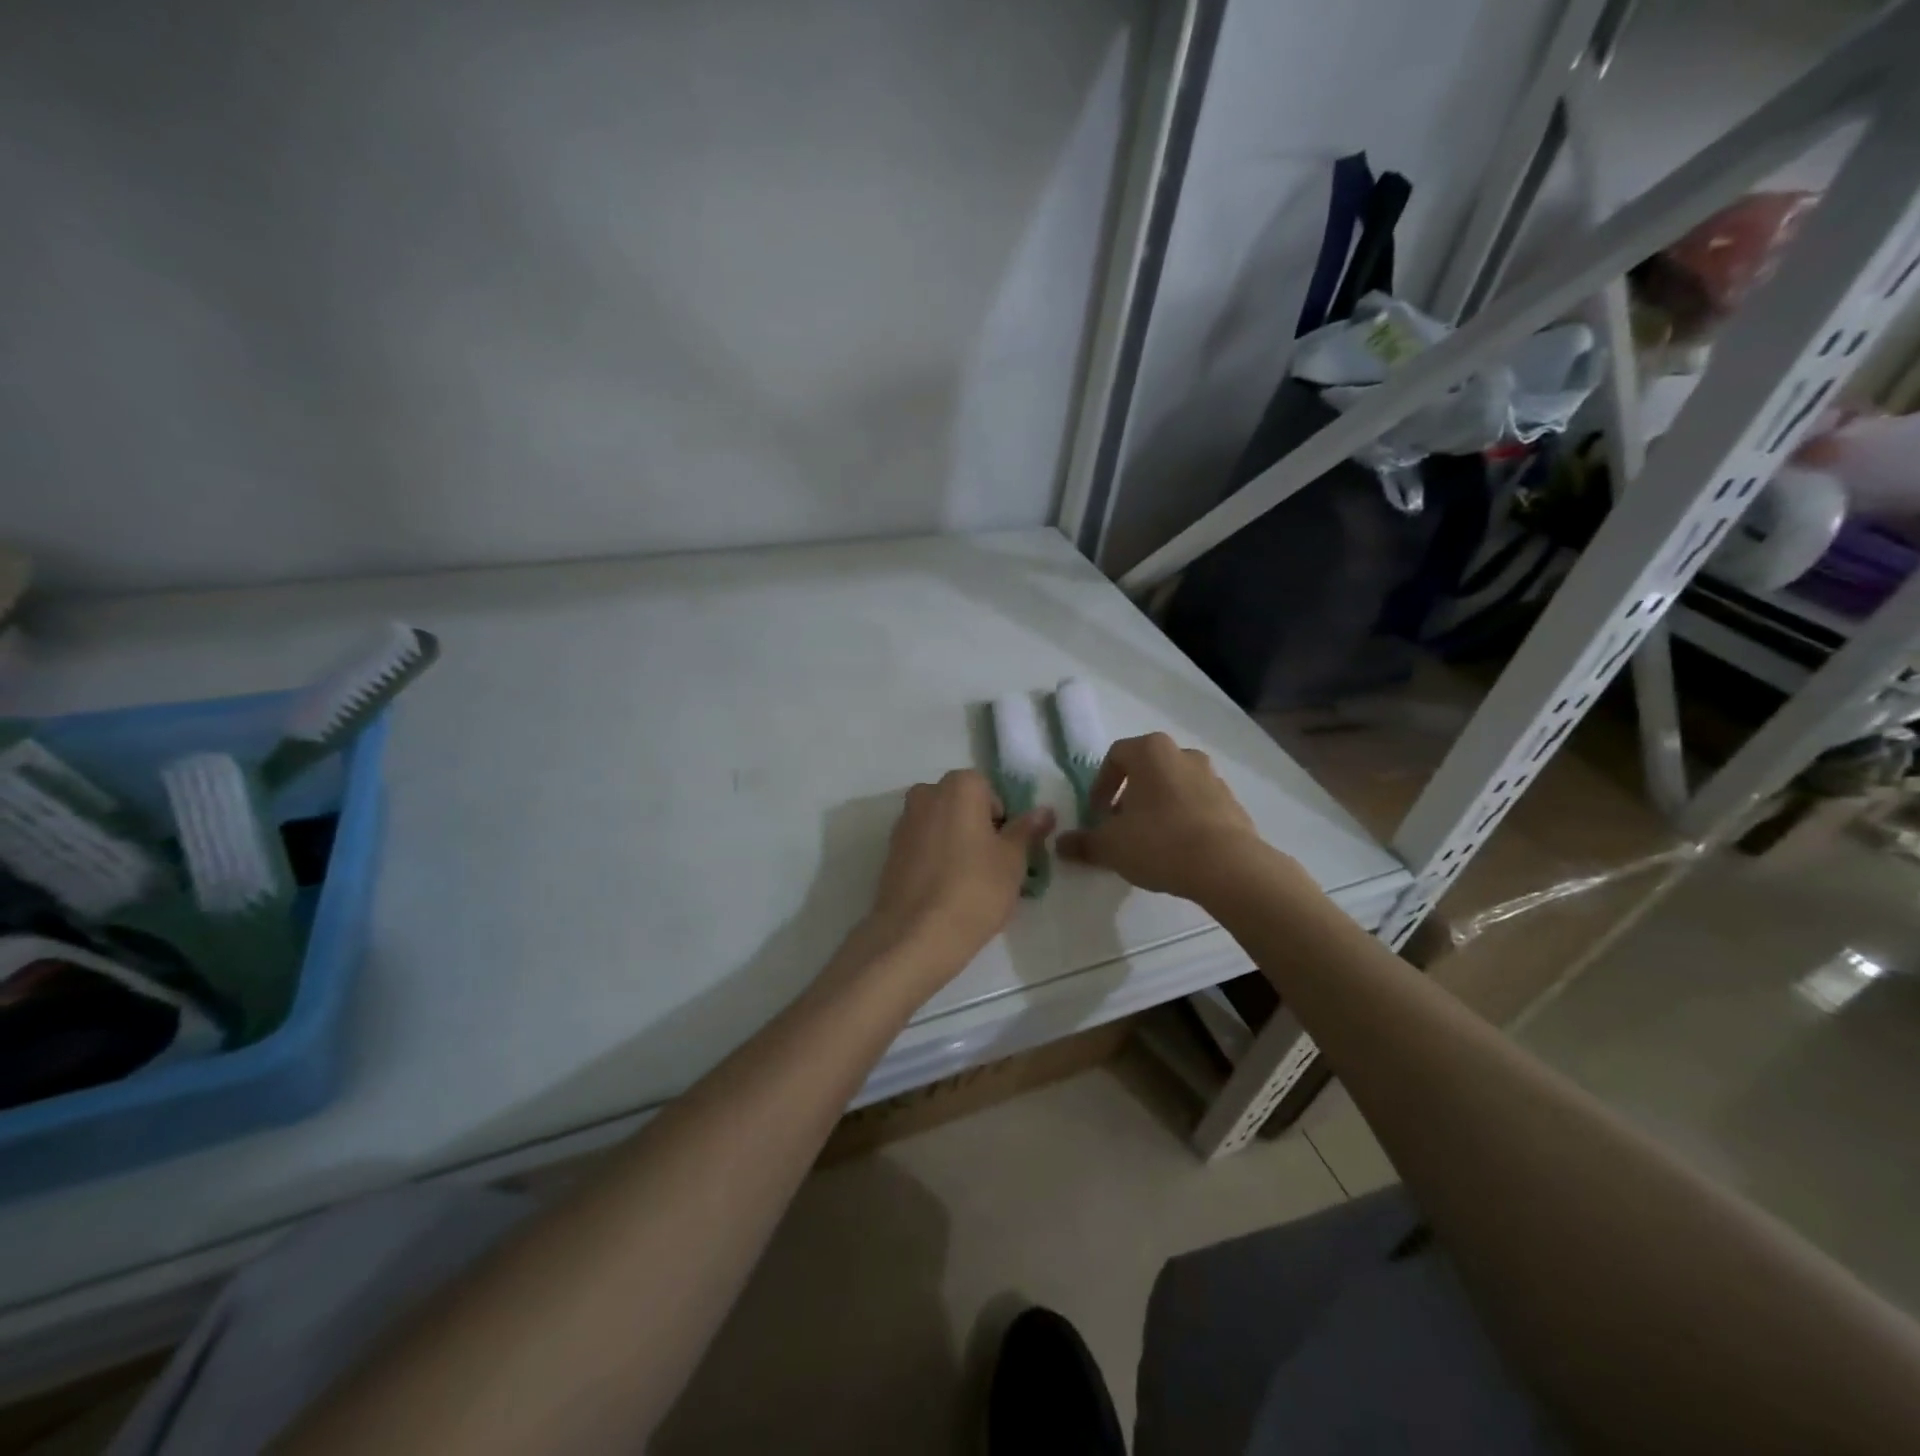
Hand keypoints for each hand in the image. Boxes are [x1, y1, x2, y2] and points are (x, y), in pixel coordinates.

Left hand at [858, 770, 1053, 990]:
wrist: (916, 935)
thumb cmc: (975, 889)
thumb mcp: (1013, 860)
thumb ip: (1027, 829)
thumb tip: (1044, 811)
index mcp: (959, 786)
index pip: (991, 791)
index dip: (1003, 820)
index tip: (1008, 850)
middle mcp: (927, 793)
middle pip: (963, 805)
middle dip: (978, 828)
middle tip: (992, 866)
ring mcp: (904, 822)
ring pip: (941, 825)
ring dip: (956, 842)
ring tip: (969, 882)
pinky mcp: (890, 851)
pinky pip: (923, 845)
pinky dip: (935, 858)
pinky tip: (944, 889)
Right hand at [1058, 733, 1273, 902]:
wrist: (1227, 866)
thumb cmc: (1159, 842)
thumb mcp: (1110, 846)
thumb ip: (1083, 842)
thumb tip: (1061, 845)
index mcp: (1151, 751)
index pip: (1115, 756)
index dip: (1101, 784)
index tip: (1096, 813)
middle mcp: (1183, 754)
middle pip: (1147, 769)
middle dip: (1130, 795)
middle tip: (1120, 825)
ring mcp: (1213, 777)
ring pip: (1174, 786)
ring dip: (1157, 807)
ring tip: (1149, 840)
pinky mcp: (1233, 804)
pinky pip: (1198, 806)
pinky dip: (1183, 820)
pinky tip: (1177, 850)